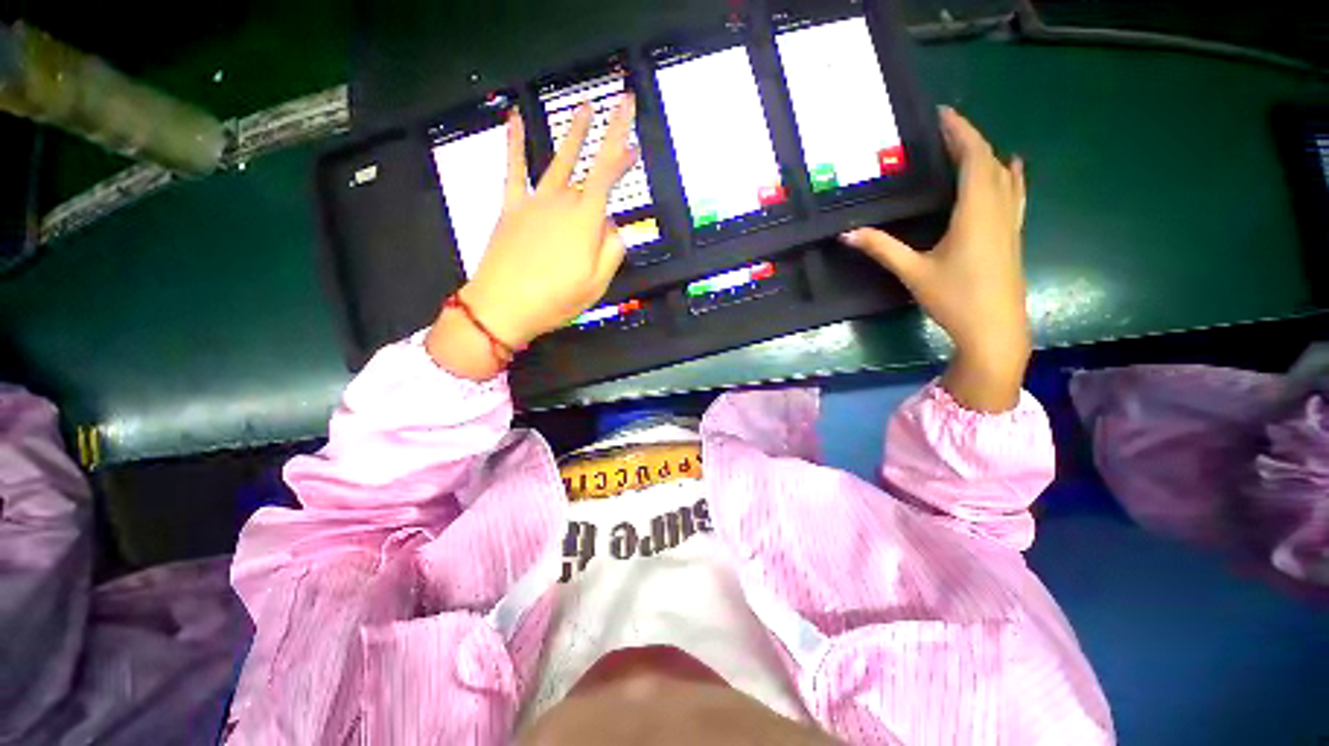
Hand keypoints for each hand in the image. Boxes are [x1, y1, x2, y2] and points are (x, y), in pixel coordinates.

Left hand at [427, 96, 638, 378]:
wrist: (502, 306)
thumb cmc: (555, 299)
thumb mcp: (597, 284)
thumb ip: (612, 251)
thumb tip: (613, 227)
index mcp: (585, 221)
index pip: (607, 172)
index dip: (621, 143)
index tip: (631, 118)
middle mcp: (561, 202)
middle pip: (588, 167)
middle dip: (608, 142)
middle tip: (619, 111)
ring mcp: (534, 201)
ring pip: (558, 160)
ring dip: (573, 134)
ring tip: (585, 109)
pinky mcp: (511, 207)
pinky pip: (513, 168)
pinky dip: (514, 142)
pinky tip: (514, 118)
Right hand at [840, 107, 1029, 411]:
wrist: (993, 328)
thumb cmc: (954, 298)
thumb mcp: (913, 272)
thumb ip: (882, 248)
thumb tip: (847, 233)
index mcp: (976, 210)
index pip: (973, 157)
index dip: (960, 131)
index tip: (942, 114)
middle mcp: (998, 208)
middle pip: (990, 161)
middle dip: (970, 139)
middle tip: (944, 129)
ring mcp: (1010, 222)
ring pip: (1005, 175)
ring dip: (988, 154)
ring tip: (969, 144)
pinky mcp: (1013, 235)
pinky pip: (1015, 193)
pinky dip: (1011, 175)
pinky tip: (1014, 168)